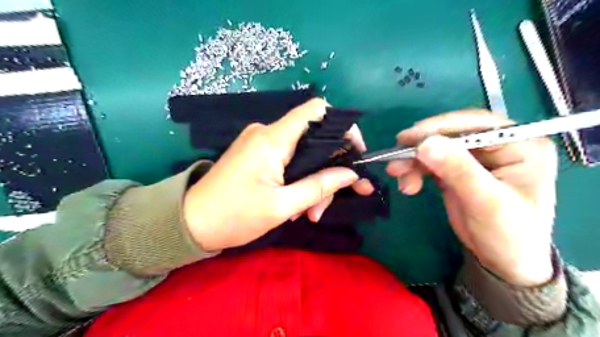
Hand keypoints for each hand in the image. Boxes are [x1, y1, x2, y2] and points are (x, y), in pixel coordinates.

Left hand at [183, 100, 373, 251]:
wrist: (190, 223)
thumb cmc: (234, 216)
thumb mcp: (282, 206)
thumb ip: (319, 186)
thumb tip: (351, 174)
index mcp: (273, 139)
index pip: (317, 110)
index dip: (343, 126)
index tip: (355, 153)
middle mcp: (267, 133)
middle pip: (314, 139)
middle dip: (328, 170)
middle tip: (327, 204)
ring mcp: (261, 143)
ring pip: (303, 154)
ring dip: (313, 182)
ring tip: (310, 214)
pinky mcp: (257, 154)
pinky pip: (288, 160)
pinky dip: (299, 180)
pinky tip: (297, 206)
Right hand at [389, 110, 557, 286]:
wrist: (503, 262)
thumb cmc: (508, 234)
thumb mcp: (486, 202)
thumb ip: (458, 170)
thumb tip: (426, 143)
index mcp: (520, 144)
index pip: (476, 124)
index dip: (440, 128)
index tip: (409, 138)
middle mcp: (497, 146)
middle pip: (451, 135)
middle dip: (421, 147)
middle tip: (396, 159)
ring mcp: (475, 158)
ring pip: (436, 148)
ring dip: (414, 161)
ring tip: (398, 175)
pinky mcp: (457, 170)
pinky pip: (431, 162)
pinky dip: (415, 171)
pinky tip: (408, 184)